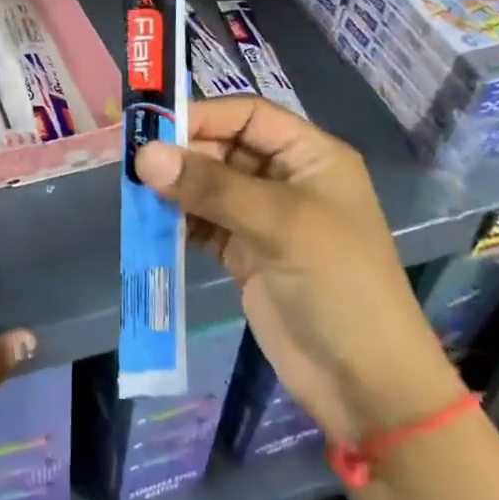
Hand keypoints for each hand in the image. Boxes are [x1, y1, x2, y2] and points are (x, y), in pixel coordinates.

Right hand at [135, 97, 461, 442]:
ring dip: (175, 188)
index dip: (202, 116)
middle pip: (223, 148)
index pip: (248, 116)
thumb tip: (144, 155)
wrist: (363, 383)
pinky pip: (202, 223)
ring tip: (136, 193)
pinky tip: (150, 222)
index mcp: (310, 156)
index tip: (152, 130)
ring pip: (208, 186)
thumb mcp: (279, 224)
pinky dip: (177, 221)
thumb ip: (210, 187)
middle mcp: (285, 179)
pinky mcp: (244, 253)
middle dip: (182, 154)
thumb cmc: (336, 285)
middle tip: (135, 166)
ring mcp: (263, 218)